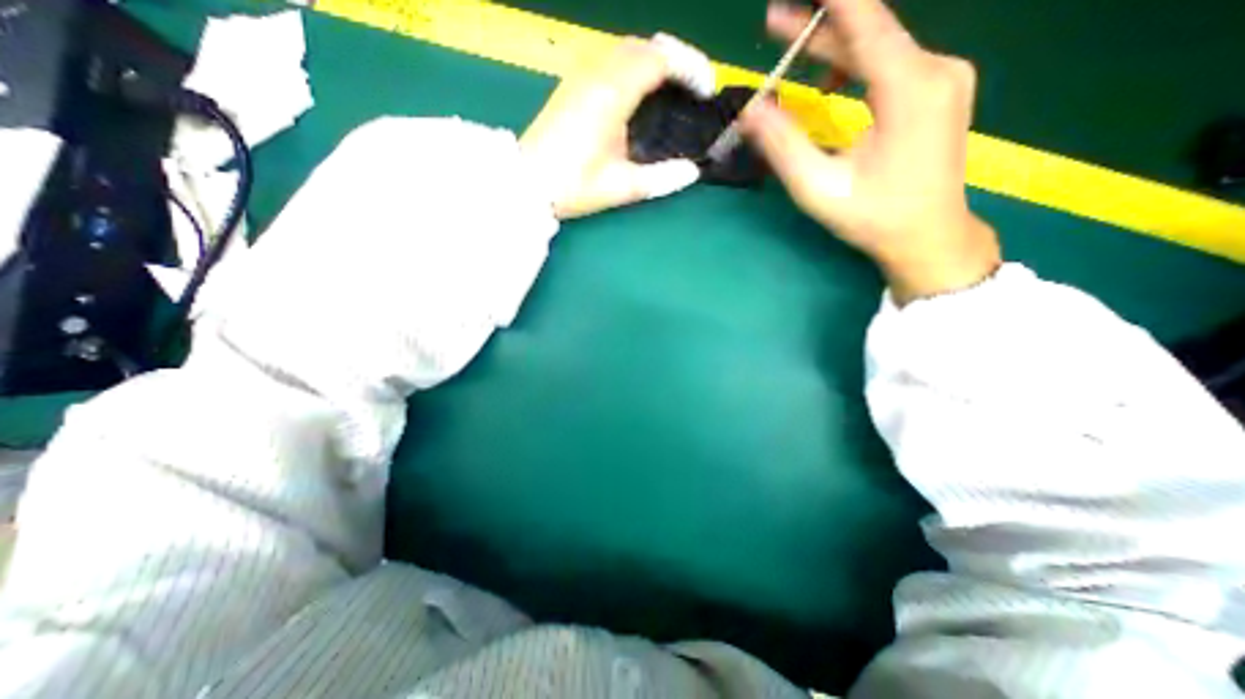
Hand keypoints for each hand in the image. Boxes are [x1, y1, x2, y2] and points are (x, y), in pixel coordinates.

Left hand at [520, 34, 714, 218]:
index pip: (659, 59)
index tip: (706, 90)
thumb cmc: (574, 185)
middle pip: (644, 46)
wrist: (528, 184)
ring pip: (625, 50)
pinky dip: (633, 68)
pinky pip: (609, 61)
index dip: (690, 68)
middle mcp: (596, 74)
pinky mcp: (570, 86)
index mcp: (611, 94)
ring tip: (672, 90)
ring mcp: (580, 76)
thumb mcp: (621, 187)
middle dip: (676, 59)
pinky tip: (639, 95)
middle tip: (694, 87)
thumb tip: (692, 172)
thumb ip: (661, 179)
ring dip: (654, 61)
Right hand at [737, 0, 1000, 302]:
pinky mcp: (939, 91)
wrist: (928, 236)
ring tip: (792, 50)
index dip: (833, 1)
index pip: (868, 22)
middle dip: (820, 26)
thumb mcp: (819, 188)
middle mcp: (935, 70)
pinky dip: (856, 65)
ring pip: (880, 47)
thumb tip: (750, 111)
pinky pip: (891, 64)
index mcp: (909, 89)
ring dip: (834, 47)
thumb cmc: (873, 217)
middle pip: (871, 32)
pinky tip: (830, 81)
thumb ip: (783, 146)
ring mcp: (943, 78)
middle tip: (773, 22)